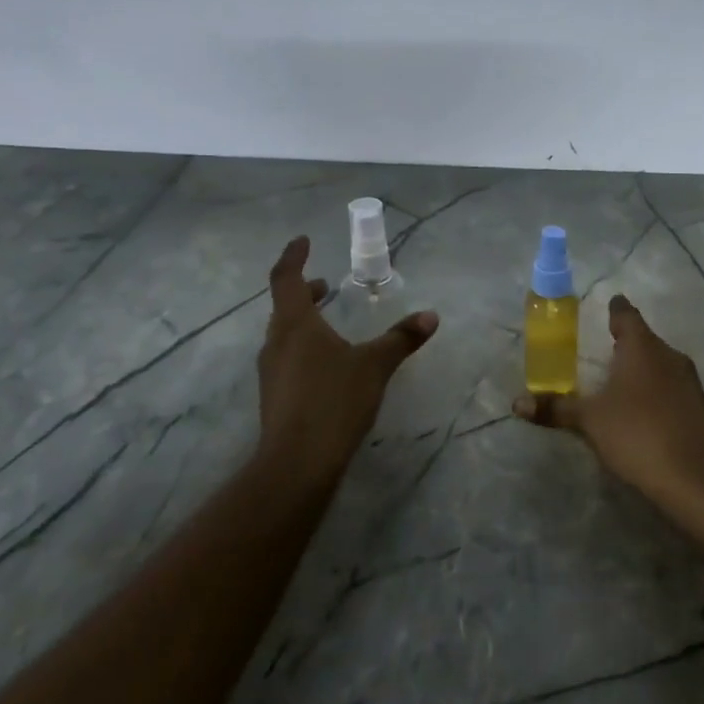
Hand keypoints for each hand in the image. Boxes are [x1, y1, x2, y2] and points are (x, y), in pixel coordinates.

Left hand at [256, 237, 438, 473]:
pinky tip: (328, 365)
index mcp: (295, 324)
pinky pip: (288, 357)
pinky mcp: (275, 396)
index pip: (286, 278)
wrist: (297, 463)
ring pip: (285, 334)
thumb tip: (431, 316)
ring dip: (305, 320)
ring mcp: (271, 371)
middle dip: (305, 291)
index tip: (304, 241)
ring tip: (331, 322)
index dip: (293, 256)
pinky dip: (305, 346)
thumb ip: (401, 339)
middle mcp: (276, 342)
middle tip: (325, 285)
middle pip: (284, 306)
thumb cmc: (334, 401)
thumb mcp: (375, 366)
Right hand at [513, 294, 703, 505]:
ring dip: (640, 367)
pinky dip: (654, 389)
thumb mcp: (590, 421)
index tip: (608, 304)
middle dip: (625, 342)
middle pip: (644, 339)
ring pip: (659, 363)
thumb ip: (556, 409)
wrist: (695, 478)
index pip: (626, 315)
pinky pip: (670, 386)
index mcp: (642, 347)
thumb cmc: (637, 434)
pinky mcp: (698, 406)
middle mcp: (669, 355)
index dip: (615, 309)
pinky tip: (640, 408)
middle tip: (601, 346)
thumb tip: (517, 403)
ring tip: (617, 379)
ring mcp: (689, 381)